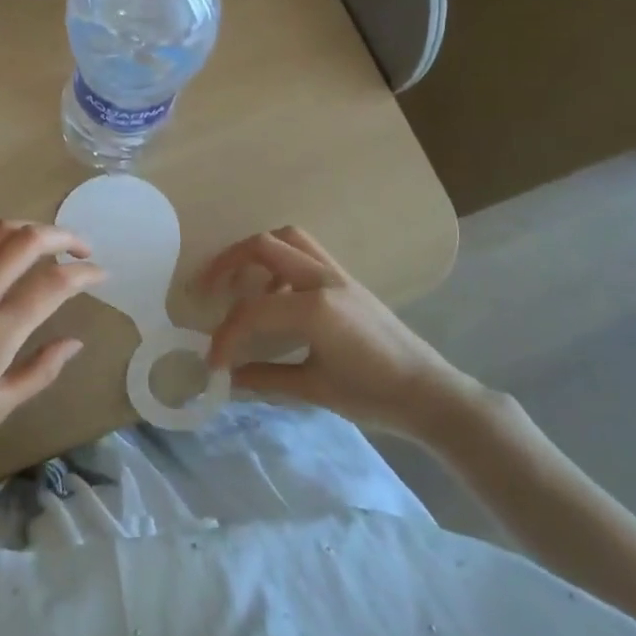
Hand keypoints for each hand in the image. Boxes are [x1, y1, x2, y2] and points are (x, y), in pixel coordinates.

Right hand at [200, 226, 482, 440]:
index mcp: (315, 307)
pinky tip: (274, 294)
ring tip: (238, 285)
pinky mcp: (345, 279)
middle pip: (262, 246)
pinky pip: (305, 252)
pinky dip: (279, 261)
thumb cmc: (375, 396)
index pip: (252, 311)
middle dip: (226, 264)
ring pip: (286, 238)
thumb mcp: (314, 390)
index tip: (212, 361)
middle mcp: (323, 279)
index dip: (225, 336)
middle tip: (205, 291)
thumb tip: (227, 378)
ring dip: (254, 254)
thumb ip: (266, 378)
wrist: (430, 393)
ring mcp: (337, 274)